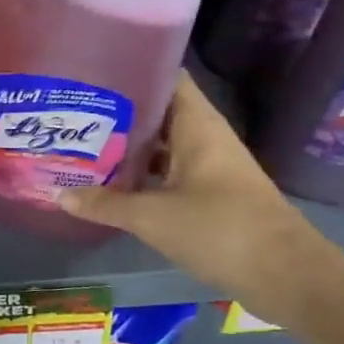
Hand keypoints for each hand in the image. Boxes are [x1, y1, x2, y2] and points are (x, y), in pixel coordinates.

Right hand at [57, 71, 343, 324]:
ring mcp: (210, 166)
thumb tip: (58, 194)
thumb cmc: (219, 229)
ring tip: (83, 144)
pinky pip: (169, 171)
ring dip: (129, 146)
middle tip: (74, 113)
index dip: (132, 69)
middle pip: (159, 112)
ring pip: (163, 145)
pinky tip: (113, 183)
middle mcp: (205, 137)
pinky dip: (144, 174)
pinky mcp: (211, 194)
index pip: (166, 77)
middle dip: (119, 112)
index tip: (92, 72)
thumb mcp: (152, 217)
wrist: (285, 274)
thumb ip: (105, 204)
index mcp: (197, 125)